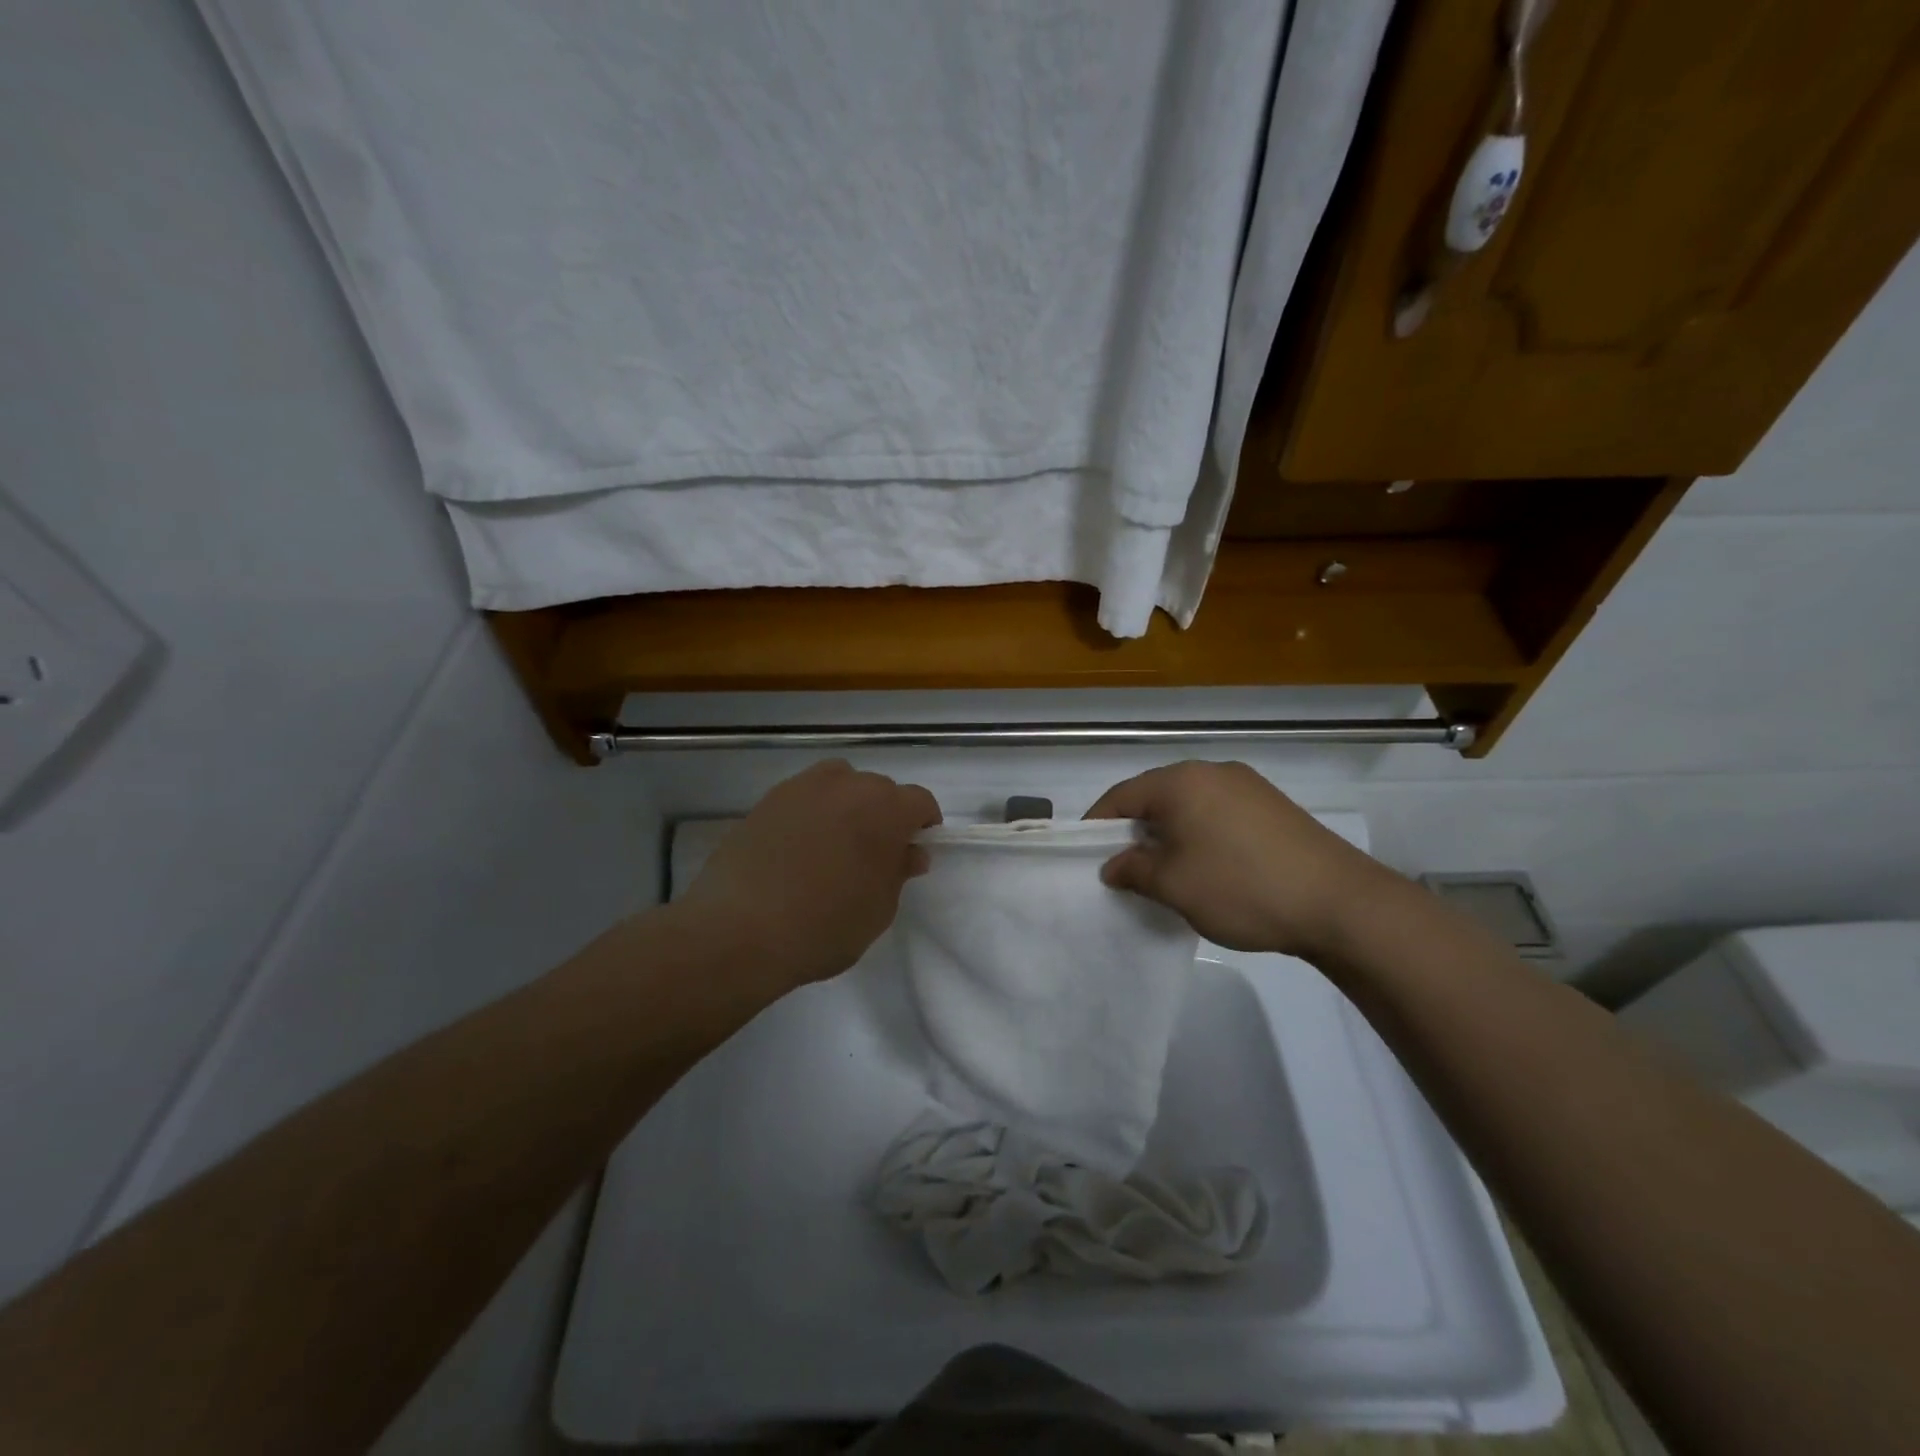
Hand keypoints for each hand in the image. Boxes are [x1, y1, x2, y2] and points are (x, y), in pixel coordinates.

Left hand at [676, 760, 941, 994]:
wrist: (739, 930)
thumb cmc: (824, 926)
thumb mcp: (878, 910)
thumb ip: (898, 873)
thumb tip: (909, 852)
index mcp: (884, 809)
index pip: (919, 801)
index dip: (923, 824)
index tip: (914, 850)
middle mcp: (847, 785)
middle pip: (879, 788)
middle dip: (884, 814)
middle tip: (874, 853)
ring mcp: (802, 787)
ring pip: (839, 783)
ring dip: (847, 804)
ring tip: (835, 842)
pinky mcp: (767, 800)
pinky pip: (803, 796)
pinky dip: (811, 812)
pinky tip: (798, 847)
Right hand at [1086, 761, 1402, 958]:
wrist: (1340, 903)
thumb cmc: (1241, 887)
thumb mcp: (1174, 885)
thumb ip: (1133, 870)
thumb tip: (1113, 865)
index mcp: (1181, 781)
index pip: (1121, 796)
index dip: (1098, 826)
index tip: (1088, 857)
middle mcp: (1212, 771)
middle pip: (1156, 796)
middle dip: (1135, 831)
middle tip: (1126, 869)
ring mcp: (1247, 786)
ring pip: (1189, 805)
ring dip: (1170, 834)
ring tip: (1167, 873)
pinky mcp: (1273, 806)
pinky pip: (1219, 813)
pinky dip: (1201, 835)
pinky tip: (1209, 868)